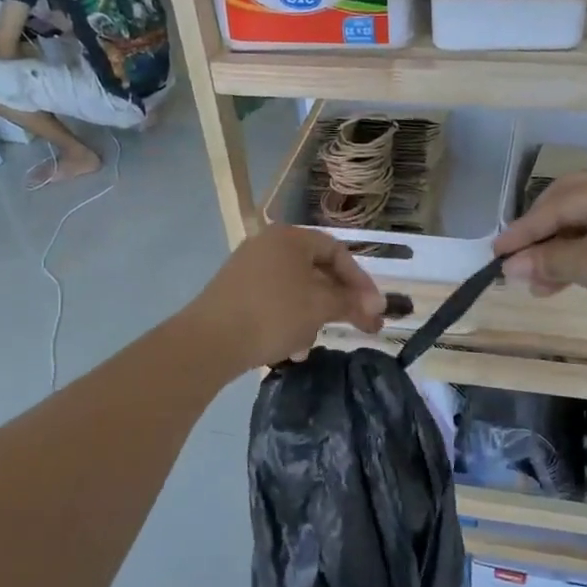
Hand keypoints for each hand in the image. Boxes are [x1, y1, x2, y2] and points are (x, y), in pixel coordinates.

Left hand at [185, 226, 385, 371]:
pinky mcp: (235, 293)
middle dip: (338, 303)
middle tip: (360, 327)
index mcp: (290, 237)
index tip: (375, 309)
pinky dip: (289, 321)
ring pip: (296, 290)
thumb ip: (351, 302)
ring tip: (313, 343)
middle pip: (317, 271)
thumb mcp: (320, 307)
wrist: (210, 341)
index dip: (361, 281)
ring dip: (313, 316)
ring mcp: (248, 269)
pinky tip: (290, 349)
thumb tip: (377, 306)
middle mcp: (268, 245)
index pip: (337, 252)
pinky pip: (274, 302)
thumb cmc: (273, 314)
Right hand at [493, 167, 586, 357]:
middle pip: (570, 206)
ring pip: (586, 226)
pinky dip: (581, 259)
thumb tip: (508, 266)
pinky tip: (561, 281)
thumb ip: (547, 261)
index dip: (523, 230)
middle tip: (513, 262)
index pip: (557, 203)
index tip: (494, 253)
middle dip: (540, 237)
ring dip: (558, 252)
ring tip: (534, 284)